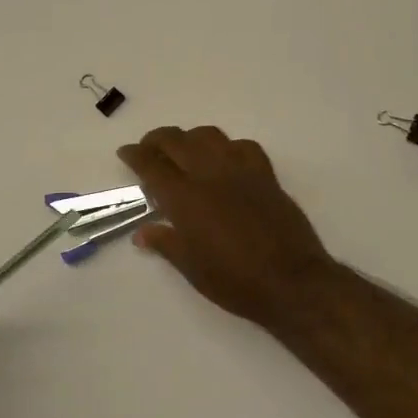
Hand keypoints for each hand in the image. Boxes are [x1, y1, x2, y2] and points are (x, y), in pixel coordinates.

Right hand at [117, 126, 341, 330]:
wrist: (291, 281)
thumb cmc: (235, 281)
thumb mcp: (191, 268)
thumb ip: (165, 243)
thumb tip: (142, 232)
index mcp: (185, 198)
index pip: (152, 164)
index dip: (135, 155)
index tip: (125, 152)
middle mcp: (210, 175)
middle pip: (177, 141)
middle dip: (157, 140)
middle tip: (148, 149)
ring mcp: (240, 171)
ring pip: (209, 136)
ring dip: (189, 138)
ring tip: (183, 151)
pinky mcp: (266, 175)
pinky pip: (243, 147)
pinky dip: (227, 147)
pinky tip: (224, 161)